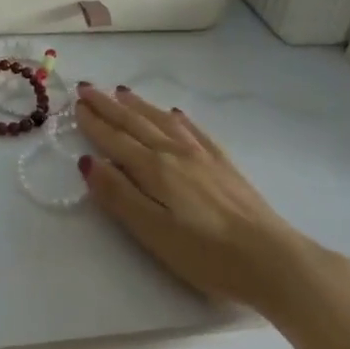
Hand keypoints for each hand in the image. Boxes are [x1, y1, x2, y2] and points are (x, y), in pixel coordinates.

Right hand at [77, 86, 317, 313]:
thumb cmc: (207, 255)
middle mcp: (175, 153)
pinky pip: (194, 131)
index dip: (94, 122)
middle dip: (109, 106)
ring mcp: (203, 156)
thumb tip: (88, 161)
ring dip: (139, 105)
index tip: (75, 103)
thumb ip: (119, 196)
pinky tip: (175, 113)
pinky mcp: (225, 165)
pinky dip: (178, 119)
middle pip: (135, 123)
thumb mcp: (153, 232)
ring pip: (162, 120)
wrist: (274, 260)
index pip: (115, 140)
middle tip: (87, 88)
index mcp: (154, 169)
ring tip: (122, 91)